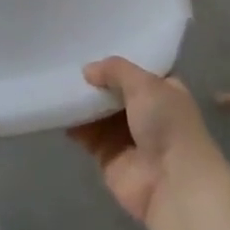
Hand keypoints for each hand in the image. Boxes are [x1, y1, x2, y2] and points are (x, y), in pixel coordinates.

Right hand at [68, 57, 229, 228]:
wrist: (172, 183)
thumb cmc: (167, 124)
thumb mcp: (145, 84)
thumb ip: (116, 70)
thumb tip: (88, 70)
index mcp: (164, 90)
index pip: (138, 69)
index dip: (118, 62)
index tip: (91, 46)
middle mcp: (147, 112)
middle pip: (115, 91)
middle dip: (95, 81)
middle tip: (66, 62)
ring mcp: (128, 136)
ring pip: (99, 113)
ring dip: (82, 102)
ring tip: (57, 83)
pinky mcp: (109, 157)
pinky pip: (87, 136)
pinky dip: (74, 125)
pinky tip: (57, 110)